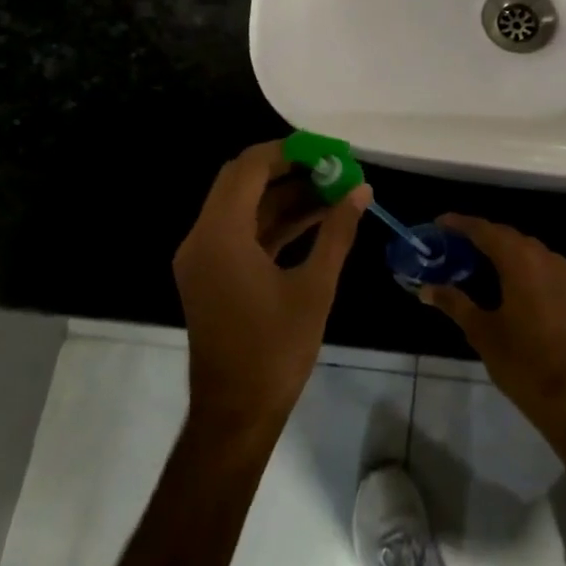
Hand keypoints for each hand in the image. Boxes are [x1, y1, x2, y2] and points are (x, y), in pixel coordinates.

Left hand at [173, 141, 368, 441]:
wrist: (236, 414)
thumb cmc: (275, 351)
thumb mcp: (315, 287)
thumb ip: (337, 232)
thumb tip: (362, 189)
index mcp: (221, 235)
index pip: (249, 168)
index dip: (289, 151)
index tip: (327, 151)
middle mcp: (203, 238)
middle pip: (241, 180)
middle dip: (287, 168)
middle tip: (331, 167)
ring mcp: (204, 257)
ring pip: (243, 206)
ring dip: (284, 195)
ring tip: (333, 190)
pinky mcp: (212, 274)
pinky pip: (242, 231)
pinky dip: (274, 221)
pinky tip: (316, 218)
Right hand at [421, 215, 565, 433]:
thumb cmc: (522, 361)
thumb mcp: (481, 331)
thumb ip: (454, 303)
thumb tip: (426, 289)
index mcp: (520, 261)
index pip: (486, 230)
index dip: (461, 224)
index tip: (441, 222)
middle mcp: (547, 258)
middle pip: (510, 237)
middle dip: (484, 237)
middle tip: (458, 245)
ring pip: (532, 253)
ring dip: (507, 253)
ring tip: (484, 265)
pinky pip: (548, 272)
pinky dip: (528, 272)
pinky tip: (516, 290)